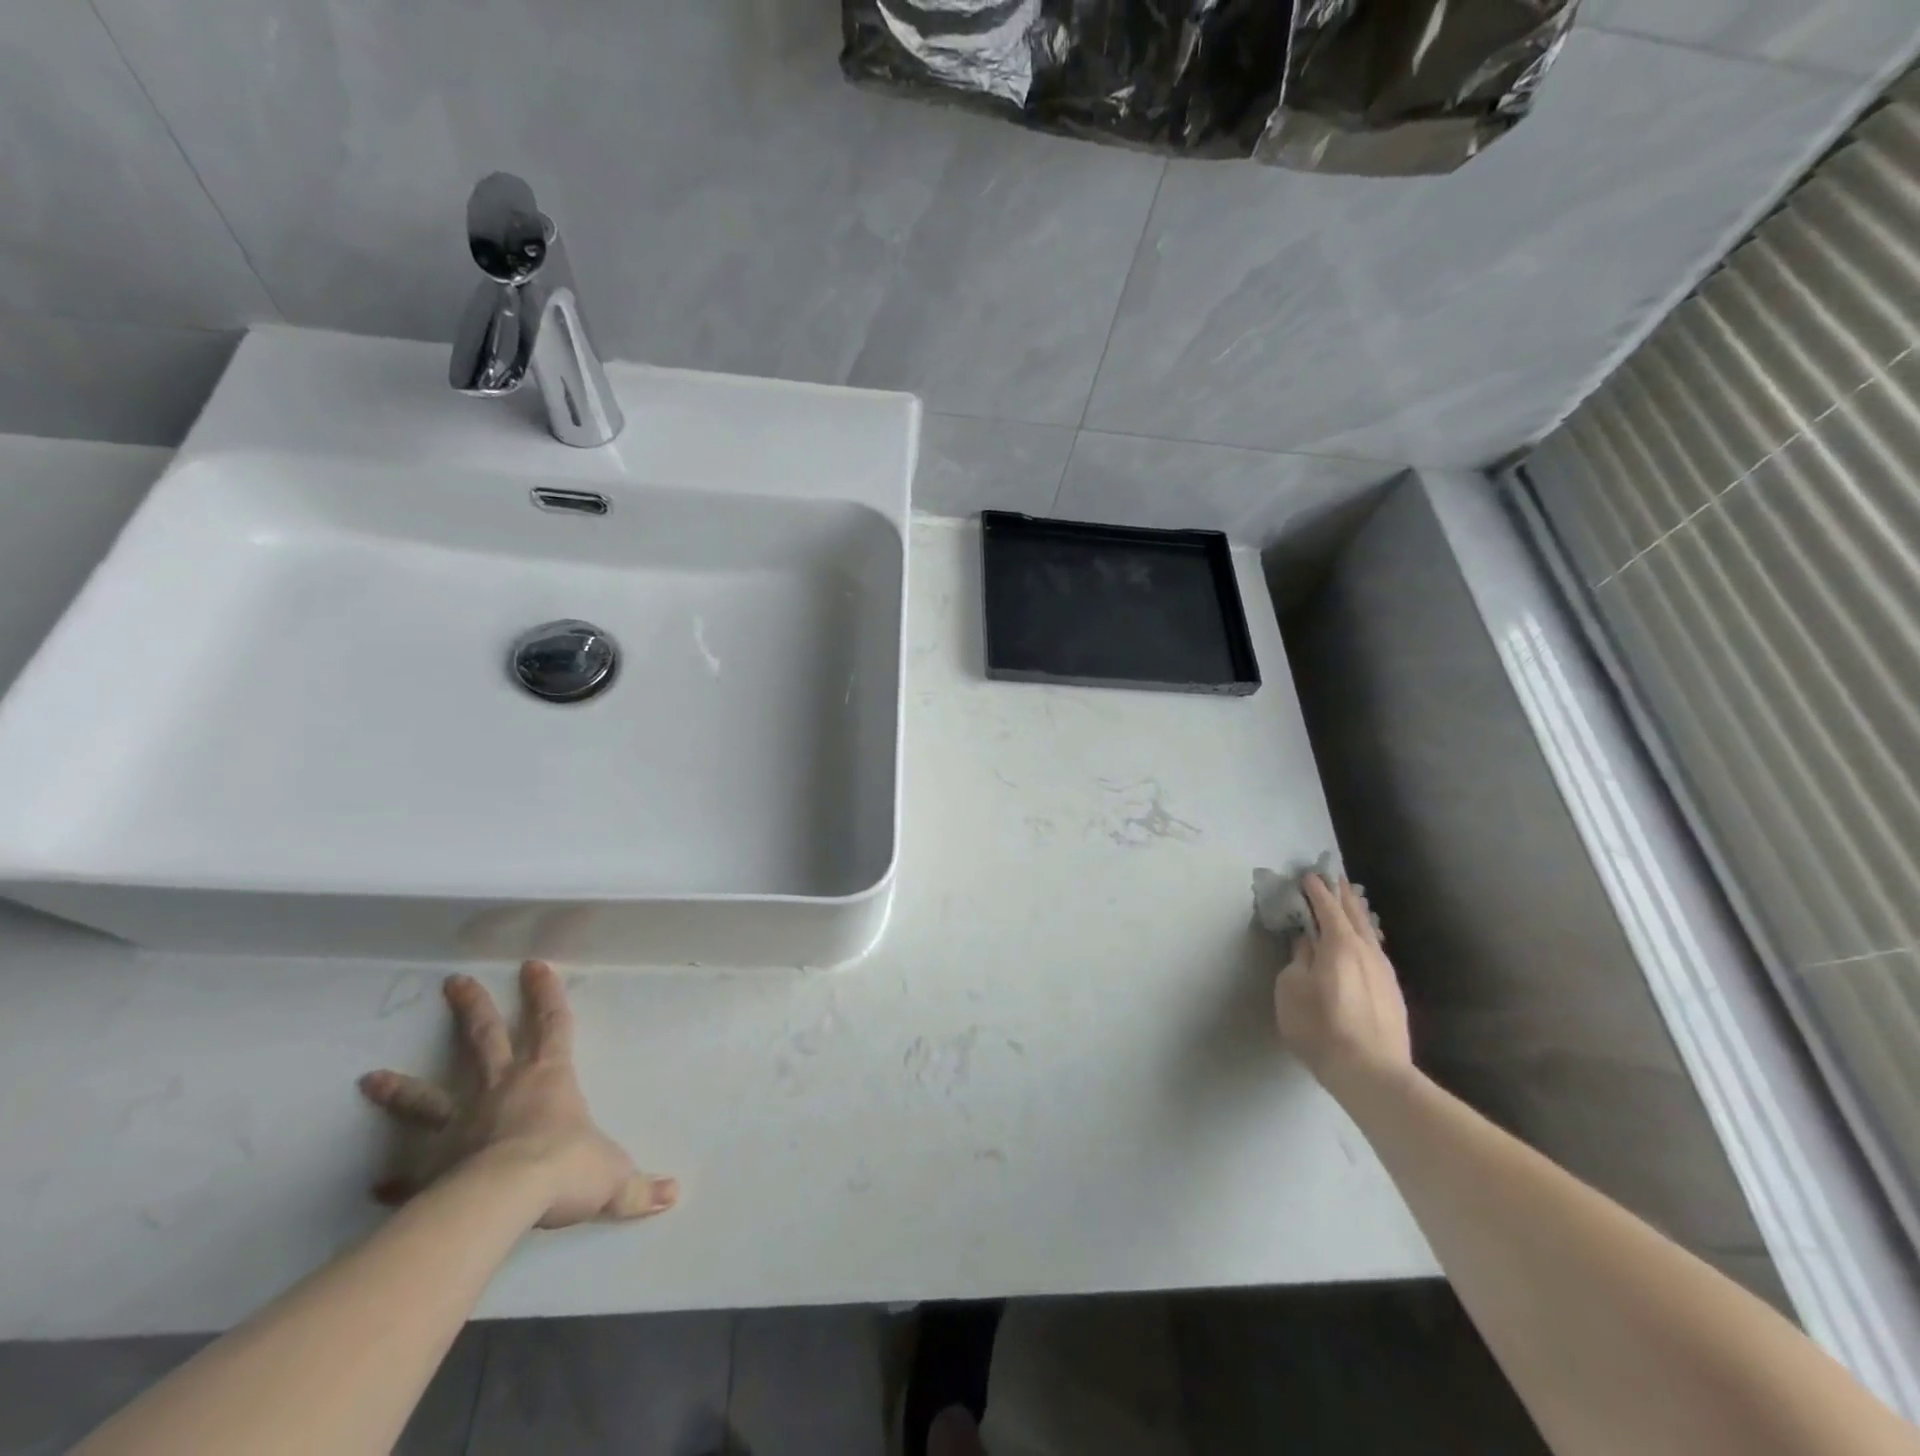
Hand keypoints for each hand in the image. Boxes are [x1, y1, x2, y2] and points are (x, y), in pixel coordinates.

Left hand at [358, 961, 677, 1228]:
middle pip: (485, 1039)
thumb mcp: (612, 1177)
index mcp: (549, 1078)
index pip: (554, 1024)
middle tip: (453, 982)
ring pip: (429, 1098)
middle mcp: (503, 1090)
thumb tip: (673, 1194)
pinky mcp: (433, 1168)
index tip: (533, 965)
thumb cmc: (564, 1169)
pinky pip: (409, 1174)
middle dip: (473, 1008)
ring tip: (369, 1077)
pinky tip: (375, 1186)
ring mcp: (462, 1126)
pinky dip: (393, 1179)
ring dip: (402, 1089)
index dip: (546, 993)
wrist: (503, 1201)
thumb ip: (637, 1187)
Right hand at [1273, 875, 1412, 1099]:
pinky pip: (1376, 951)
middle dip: (1342, 894)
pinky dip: (1366, 936)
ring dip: (1358, 914)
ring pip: (1370, 932)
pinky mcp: (1393, 992)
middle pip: (1354, 914)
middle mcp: (1367, 950)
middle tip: (1333, 877)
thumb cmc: (1320, 1026)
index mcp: (1339, 944)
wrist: (1371, 1073)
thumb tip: (1306, 942)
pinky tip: (1364, 941)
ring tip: (1351, 903)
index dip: (1316, 890)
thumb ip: (1298, 959)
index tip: (1307, 876)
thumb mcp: (1291, 989)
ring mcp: (1384, 972)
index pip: (1327, 907)